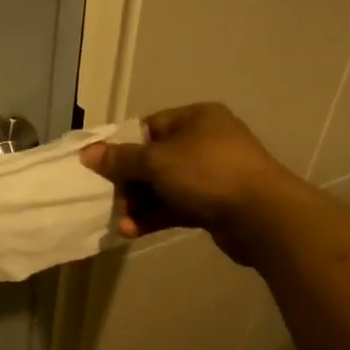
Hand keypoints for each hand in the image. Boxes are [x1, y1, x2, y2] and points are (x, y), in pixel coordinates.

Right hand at [80, 103, 303, 263]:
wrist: (262, 215)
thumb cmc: (206, 173)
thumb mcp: (156, 161)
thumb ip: (121, 158)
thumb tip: (88, 153)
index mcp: (196, 118)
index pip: (149, 127)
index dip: (122, 146)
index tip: (101, 167)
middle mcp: (205, 141)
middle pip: (154, 159)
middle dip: (129, 182)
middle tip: (110, 200)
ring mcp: (213, 175)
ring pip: (165, 186)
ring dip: (140, 204)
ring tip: (121, 223)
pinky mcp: (215, 205)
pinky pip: (177, 206)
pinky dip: (156, 216)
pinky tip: (134, 231)